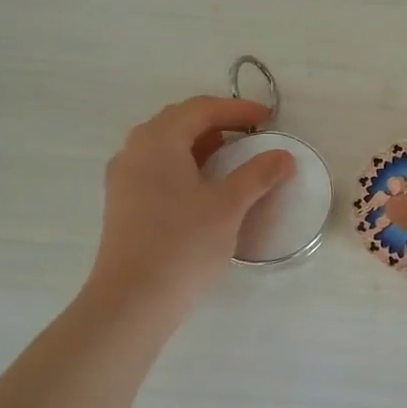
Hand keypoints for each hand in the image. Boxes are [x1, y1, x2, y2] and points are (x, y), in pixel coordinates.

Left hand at [86, 96, 295, 325]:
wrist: (133, 298)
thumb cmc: (184, 243)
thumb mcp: (229, 206)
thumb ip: (258, 175)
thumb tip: (283, 156)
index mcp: (159, 140)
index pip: (201, 109)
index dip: (237, 109)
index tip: (268, 119)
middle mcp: (135, 150)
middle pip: (179, 122)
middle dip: (217, 123)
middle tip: (251, 135)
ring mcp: (124, 178)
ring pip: (165, 146)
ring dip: (200, 145)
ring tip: (231, 159)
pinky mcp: (123, 203)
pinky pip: (156, 168)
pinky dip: (184, 165)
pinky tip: (203, 188)